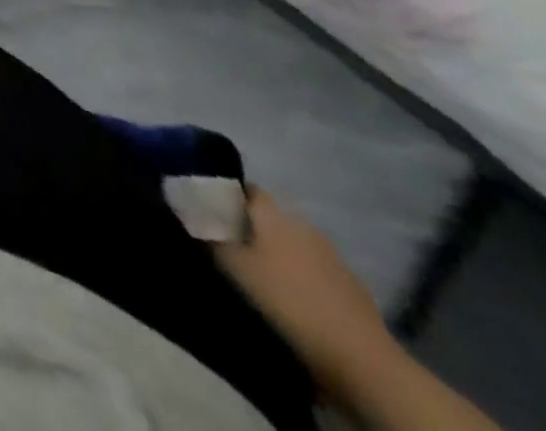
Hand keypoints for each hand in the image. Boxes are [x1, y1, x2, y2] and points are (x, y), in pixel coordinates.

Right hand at [213, 188, 400, 404]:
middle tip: (222, 241)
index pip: (243, 187)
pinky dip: (295, 274)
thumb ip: (207, 232)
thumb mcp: (232, 265)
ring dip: (272, 251)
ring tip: (252, 271)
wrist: (361, 358)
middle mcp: (302, 223)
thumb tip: (184, 205)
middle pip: (267, 215)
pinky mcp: (349, 287)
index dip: (222, 193)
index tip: (203, 207)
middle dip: (246, 224)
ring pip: (290, 242)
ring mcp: (331, 256)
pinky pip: (311, 269)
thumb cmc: (286, 300)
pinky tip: (285, 294)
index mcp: (274, 212)